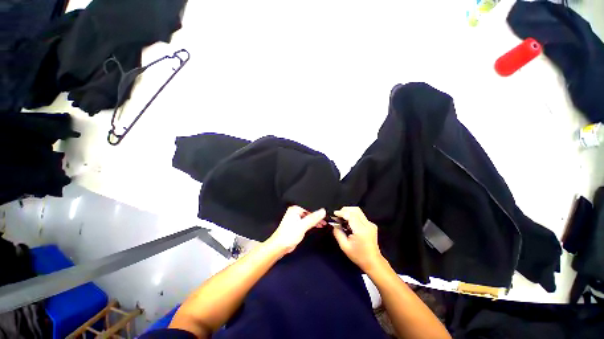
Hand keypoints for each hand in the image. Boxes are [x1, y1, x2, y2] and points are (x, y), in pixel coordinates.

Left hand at [266, 206, 326, 253]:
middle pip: (310, 211)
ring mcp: (297, 218)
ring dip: (316, 220)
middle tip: (327, 218)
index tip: (326, 212)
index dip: (317, 209)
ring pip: (309, 217)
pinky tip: (319, 225)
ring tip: (325, 222)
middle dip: (318, 215)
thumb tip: (323, 211)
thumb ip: (313, 218)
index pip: (309, 206)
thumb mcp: (303, 226)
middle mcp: (296, 212)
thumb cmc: (289, 235)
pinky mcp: (298, 224)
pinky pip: (308, 221)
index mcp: (295, 209)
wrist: (280, 246)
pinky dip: (313, 223)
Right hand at [332, 207, 384, 272]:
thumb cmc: (358, 256)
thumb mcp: (344, 246)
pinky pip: (360, 216)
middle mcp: (367, 225)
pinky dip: (353, 216)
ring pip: (358, 211)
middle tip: (338, 216)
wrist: (373, 262)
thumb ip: (338, 233)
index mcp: (361, 230)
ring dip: (349, 212)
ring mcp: (370, 224)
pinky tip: (349, 223)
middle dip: (345, 210)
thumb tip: (334, 224)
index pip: (351, 215)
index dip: (342, 213)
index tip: (334, 214)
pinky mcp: (371, 225)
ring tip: (342, 219)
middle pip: (355, 210)